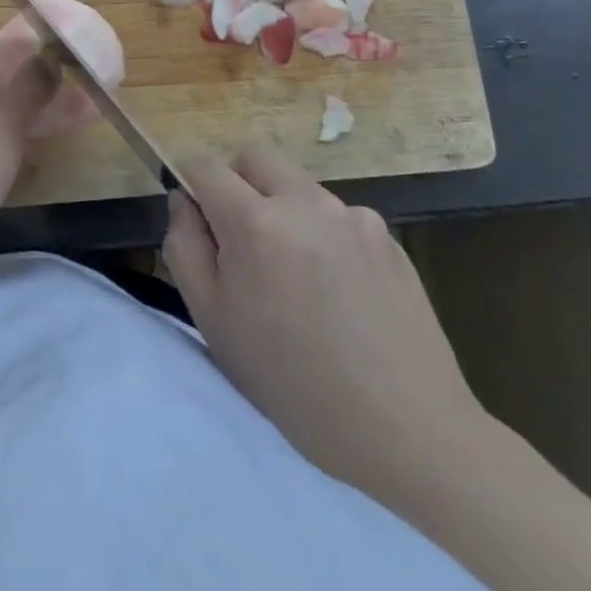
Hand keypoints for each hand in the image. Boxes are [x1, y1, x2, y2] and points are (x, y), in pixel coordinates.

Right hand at [163, 148, 492, 504]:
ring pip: (299, 188)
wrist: (407, 432)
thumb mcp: (213, 322)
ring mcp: (354, 216)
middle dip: (238, 184)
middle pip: (256, 159)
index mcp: (256, 222)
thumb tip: (183, 201)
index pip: (207, 166)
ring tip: (297, 277)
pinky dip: (323, 236)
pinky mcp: (388, 236)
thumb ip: (184, 247)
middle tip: (242, 241)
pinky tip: (339, 292)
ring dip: (283, 211)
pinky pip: (338, 216)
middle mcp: (306, 202)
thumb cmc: (291, 383)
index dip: (191, 182)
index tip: (196, 215)